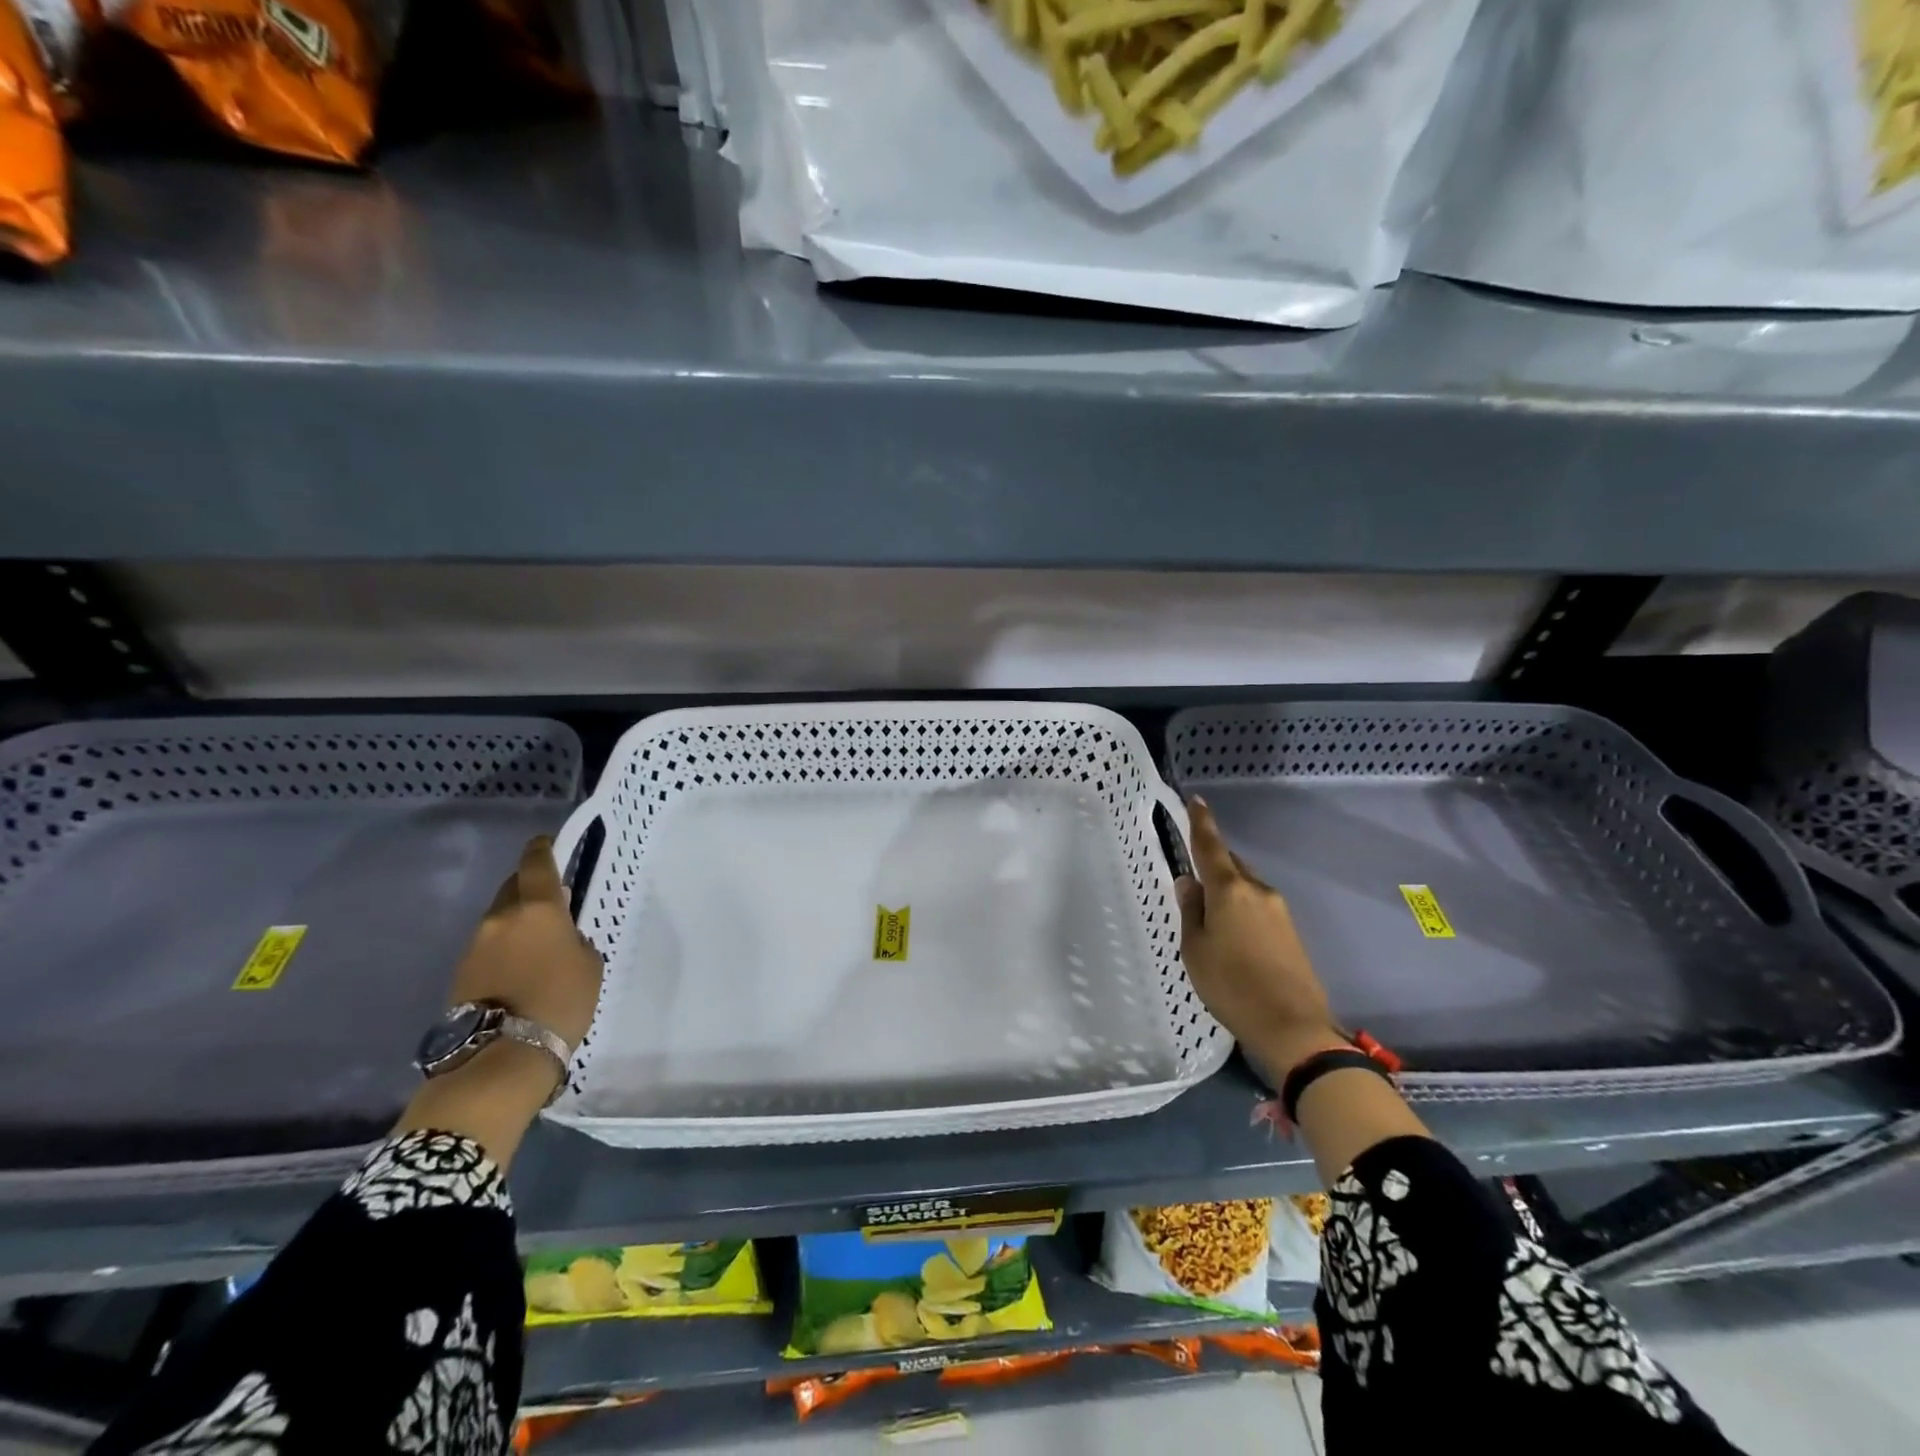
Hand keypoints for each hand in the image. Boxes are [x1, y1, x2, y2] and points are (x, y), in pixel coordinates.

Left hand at [448, 835, 603, 1049]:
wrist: (504, 1054)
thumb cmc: (561, 1001)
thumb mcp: (588, 964)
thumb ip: (574, 939)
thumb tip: (559, 934)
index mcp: (538, 909)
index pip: (535, 864)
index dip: (540, 849)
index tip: (544, 843)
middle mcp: (501, 918)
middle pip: (512, 888)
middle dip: (529, 889)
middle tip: (550, 902)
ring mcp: (475, 946)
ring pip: (499, 919)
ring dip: (516, 922)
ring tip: (536, 943)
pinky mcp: (461, 973)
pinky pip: (488, 947)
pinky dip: (503, 948)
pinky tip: (518, 969)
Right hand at [1174, 798, 1346, 1084]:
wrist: (1293, 1027)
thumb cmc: (1231, 985)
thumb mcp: (1195, 949)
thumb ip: (1191, 911)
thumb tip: (1189, 881)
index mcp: (1229, 890)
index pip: (1210, 846)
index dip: (1201, 822)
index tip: (1197, 800)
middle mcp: (1257, 890)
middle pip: (1231, 864)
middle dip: (1213, 861)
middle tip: (1193, 873)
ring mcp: (1279, 910)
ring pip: (1246, 885)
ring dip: (1227, 888)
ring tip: (1209, 911)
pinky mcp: (1290, 931)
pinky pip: (1258, 905)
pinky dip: (1241, 906)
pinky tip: (1231, 930)